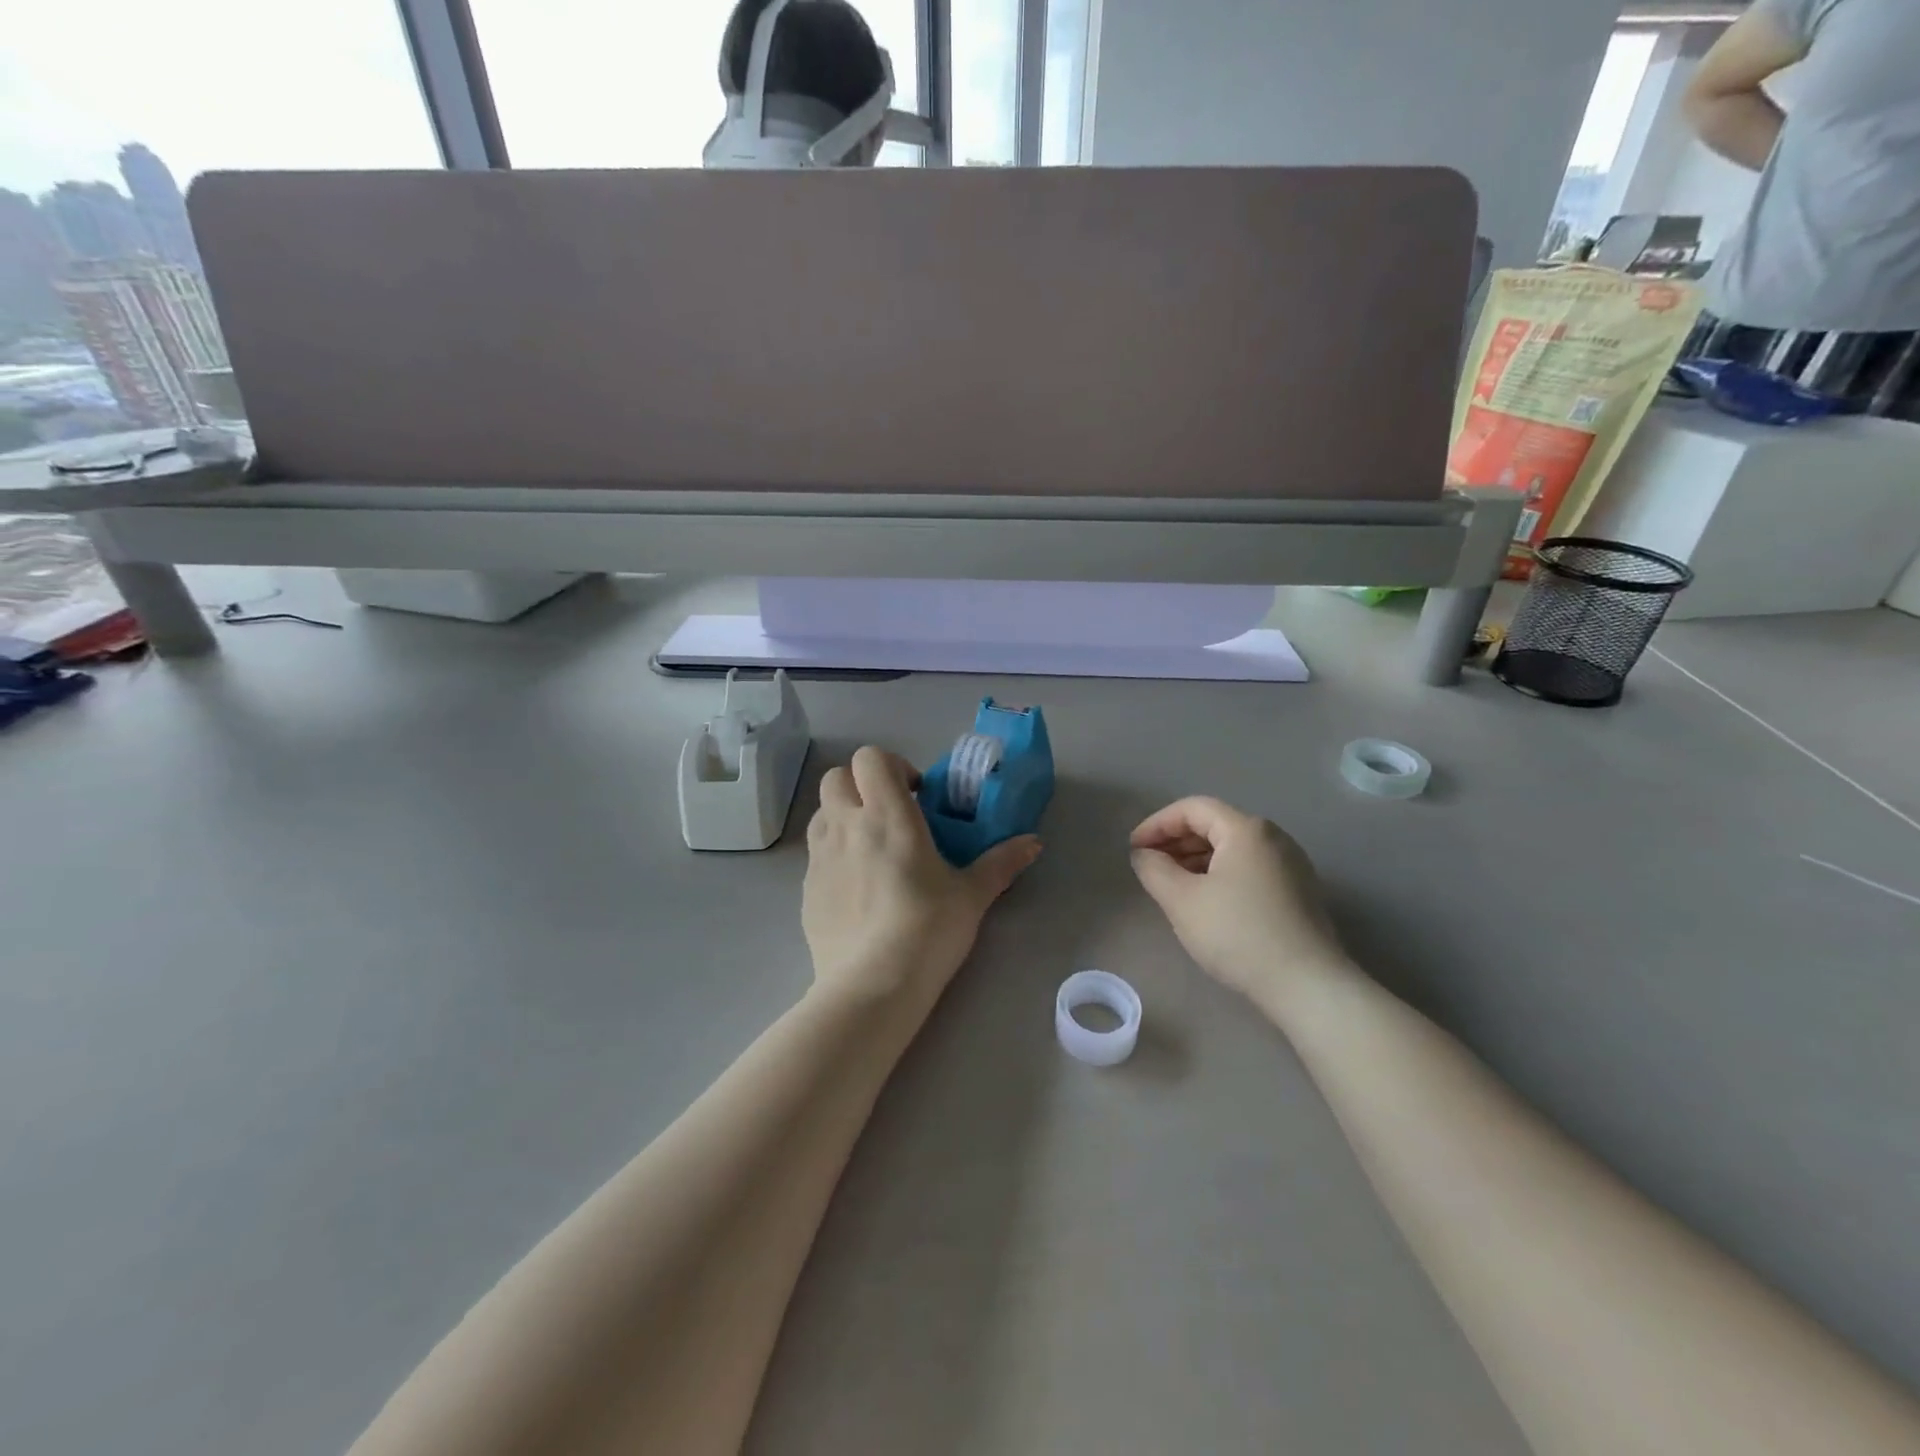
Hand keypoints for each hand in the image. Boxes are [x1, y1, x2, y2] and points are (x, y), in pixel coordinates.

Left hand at [804, 747, 1041, 1008]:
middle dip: (861, 785)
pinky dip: (834, 854)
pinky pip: (815, 854)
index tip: (916, 796)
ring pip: (822, 812)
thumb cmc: (928, 930)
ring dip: (844, 815)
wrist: (872, 986)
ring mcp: (819, 857)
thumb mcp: (972, 896)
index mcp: (887, 815)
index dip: (892, 767)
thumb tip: (1034, 843)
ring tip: (871, 848)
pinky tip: (857, 889)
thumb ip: (1001, 863)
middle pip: (836, 776)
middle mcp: (846, 825)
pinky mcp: (805, 889)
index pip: (870, 758)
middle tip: (891, 815)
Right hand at [1130, 797, 1353, 1012]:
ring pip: (1232, 848)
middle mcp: (1273, 837)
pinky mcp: (1298, 891)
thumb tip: (1144, 855)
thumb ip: (1154, 869)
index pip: (1192, 808)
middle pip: (1214, 825)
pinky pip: (1249, 868)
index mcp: (1246, 830)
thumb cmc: (1238, 933)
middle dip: (1176, 841)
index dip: (1157, 824)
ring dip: (1196, 859)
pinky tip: (1205, 901)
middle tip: (1148, 866)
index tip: (1134, 849)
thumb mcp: (1182, 900)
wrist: (1307, 984)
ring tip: (1171, 884)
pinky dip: (1220, 874)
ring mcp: (1291, 864)